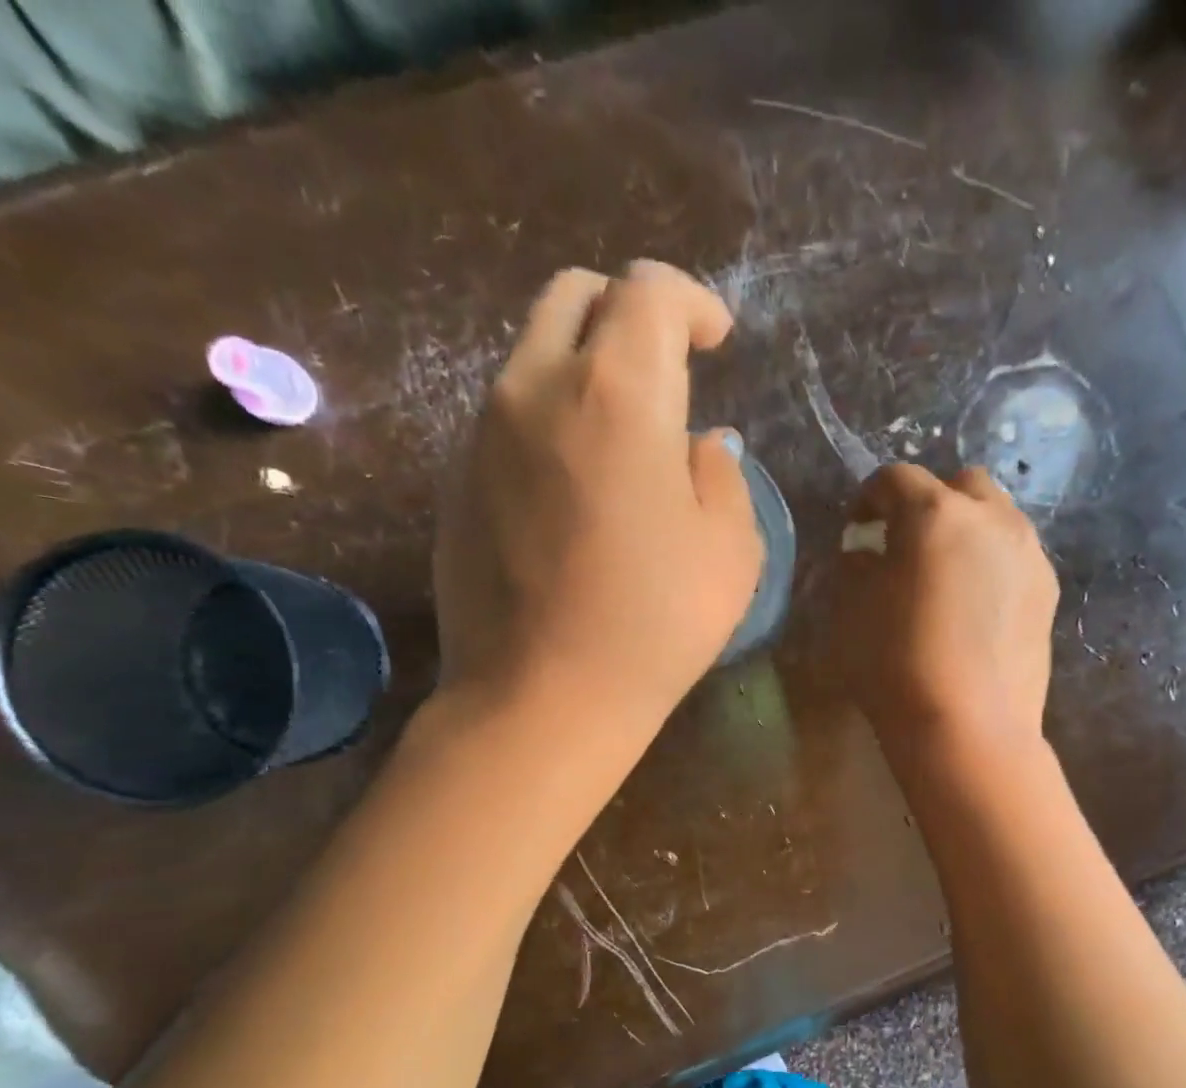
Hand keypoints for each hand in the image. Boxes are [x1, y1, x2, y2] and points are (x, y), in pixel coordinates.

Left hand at [434, 261, 760, 730]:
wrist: (540, 698)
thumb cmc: (654, 625)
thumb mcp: (729, 551)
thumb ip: (720, 476)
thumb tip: (697, 446)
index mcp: (618, 393)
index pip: (649, 291)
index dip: (691, 301)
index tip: (716, 340)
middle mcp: (537, 387)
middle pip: (574, 296)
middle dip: (628, 311)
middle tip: (666, 366)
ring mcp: (483, 431)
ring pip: (534, 353)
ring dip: (585, 366)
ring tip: (624, 432)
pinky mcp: (456, 477)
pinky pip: (507, 415)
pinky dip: (550, 417)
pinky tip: (576, 483)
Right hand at [836, 464, 1058, 762]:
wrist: (969, 726)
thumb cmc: (896, 664)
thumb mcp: (852, 611)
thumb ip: (857, 567)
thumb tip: (866, 552)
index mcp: (934, 514)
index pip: (896, 479)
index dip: (869, 497)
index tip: (858, 528)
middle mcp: (990, 518)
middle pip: (959, 484)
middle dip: (929, 502)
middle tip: (907, 542)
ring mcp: (1028, 552)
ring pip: (997, 516)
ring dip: (967, 528)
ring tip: (946, 571)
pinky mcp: (1049, 589)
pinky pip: (1017, 554)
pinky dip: (993, 561)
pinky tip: (977, 602)